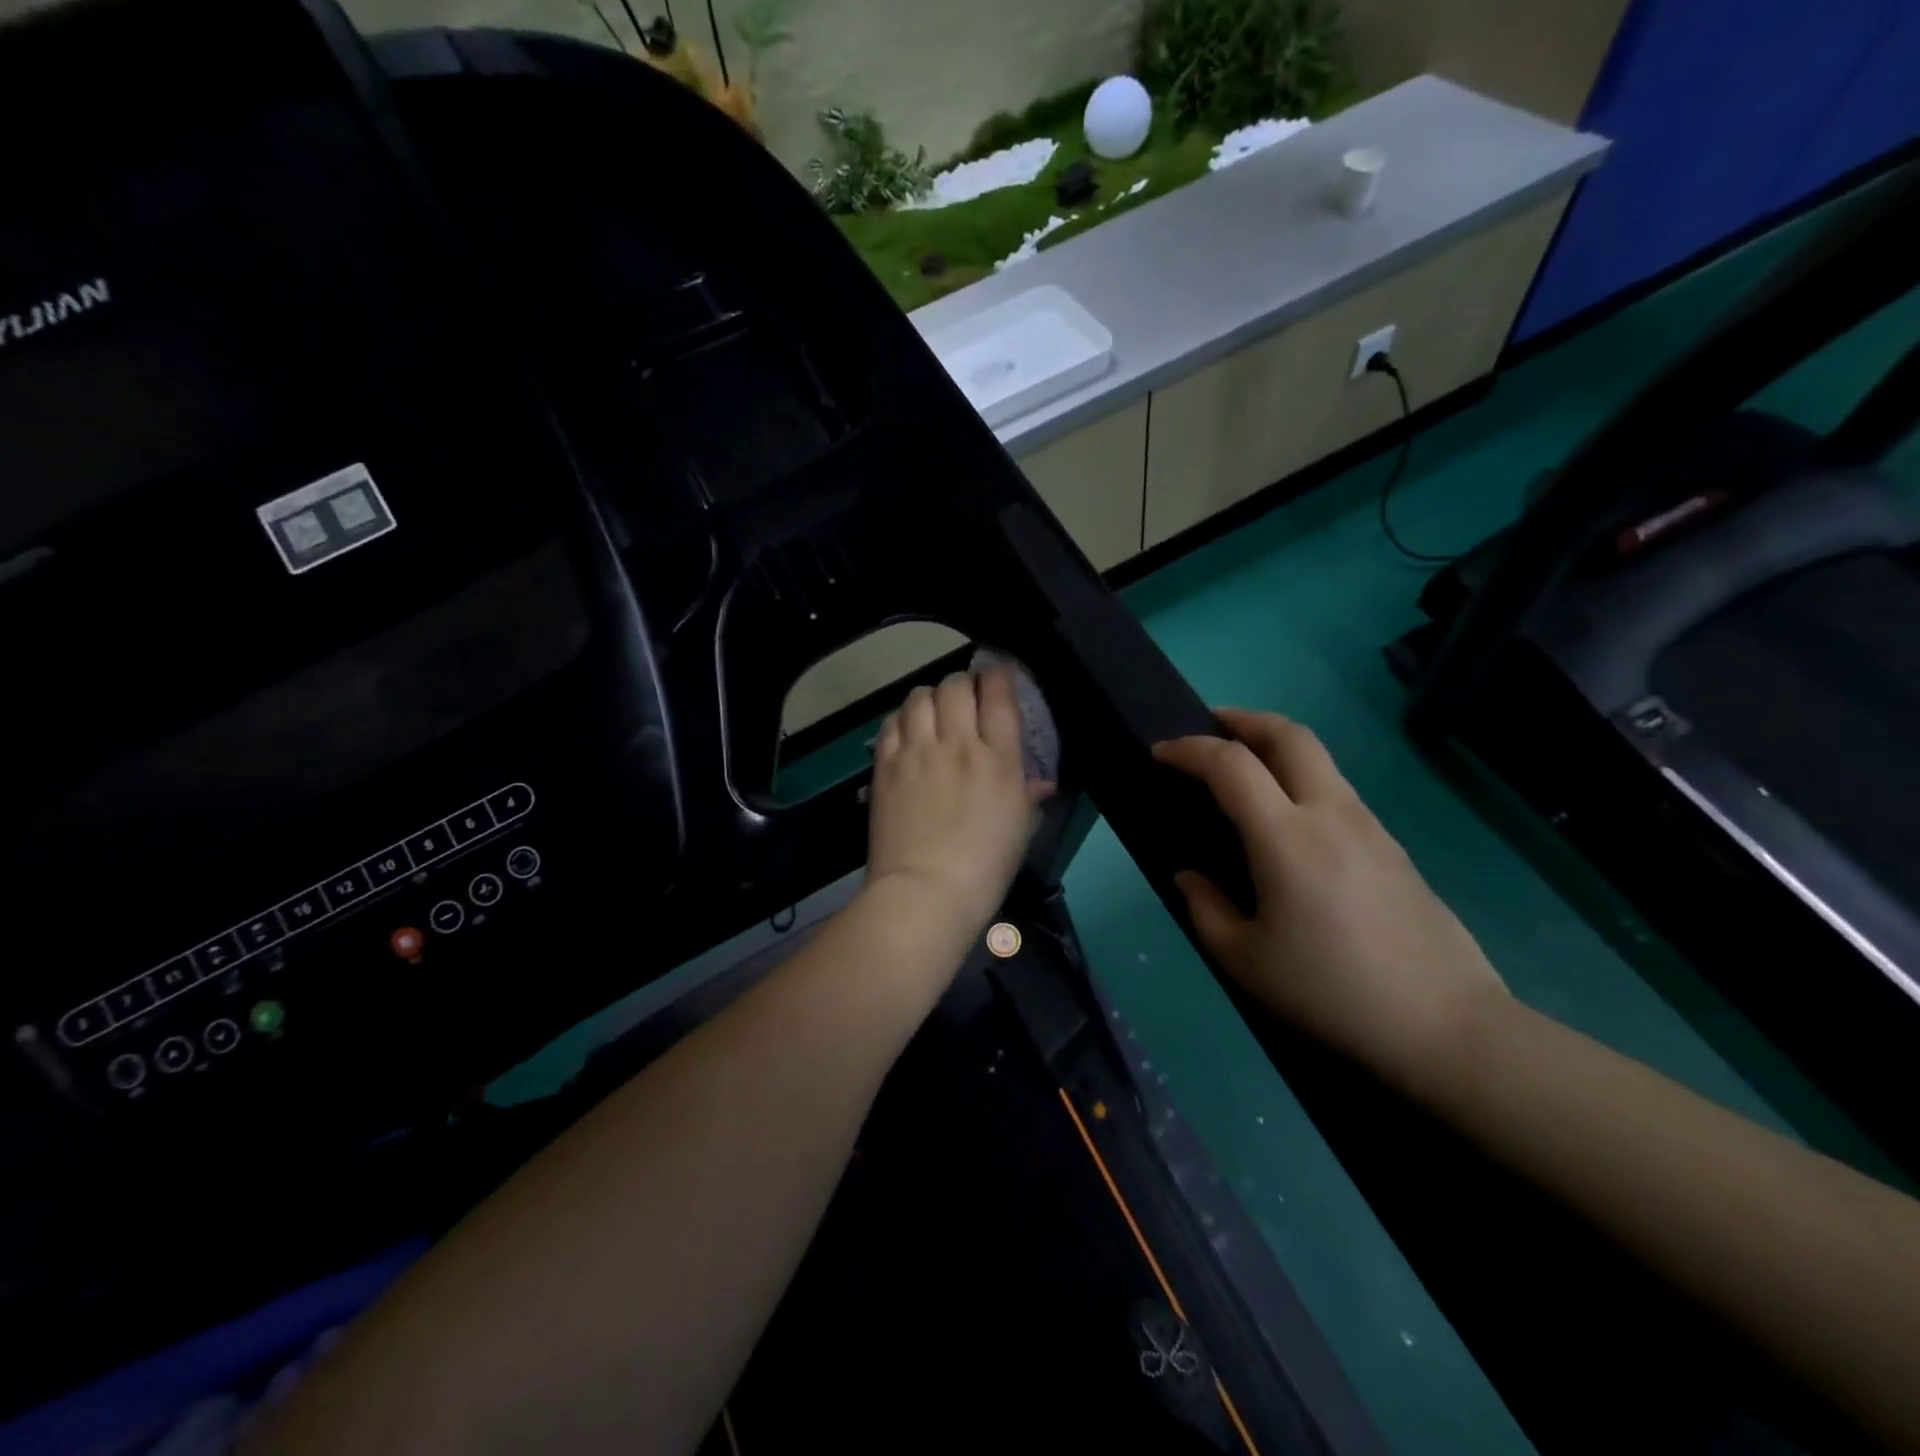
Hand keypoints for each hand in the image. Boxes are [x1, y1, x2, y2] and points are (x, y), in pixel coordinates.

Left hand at [864, 667, 1046, 955]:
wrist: (925, 892)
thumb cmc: (984, 867)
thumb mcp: (1020, 830)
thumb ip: (1029, 795)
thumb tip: (1041, 782)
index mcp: (998, 759)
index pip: (998, 695)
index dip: (999, 674)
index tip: (998, 674)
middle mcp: (957, 744)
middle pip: (956, 685)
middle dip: (963, 683)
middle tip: (965, 697)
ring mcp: (918, 752)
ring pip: (920, 696)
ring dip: (930, 697)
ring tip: (934, 711)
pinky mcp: (886, 765)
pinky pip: (892, 722)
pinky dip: (902, 718)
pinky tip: (908, 730)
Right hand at [1154, 710, 1506, 1099]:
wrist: (1444, 1026)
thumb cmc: (1331, 992)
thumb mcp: (1245, 960)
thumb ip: (1206, 908)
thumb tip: (1190, 876)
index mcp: (1286, 837)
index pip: (1230, 765)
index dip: (1189, 750)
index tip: (1161, 753)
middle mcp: (1330, 814)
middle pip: (1288, 735)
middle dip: (1244, 719)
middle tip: (1211, 726)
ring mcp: (1369, 826)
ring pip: (1319, 758)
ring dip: (1275, 745)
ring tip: (1245, 768)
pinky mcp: (1392, 846)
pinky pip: (1337, 789)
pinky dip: (1301, 777)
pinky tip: (1288, 817)